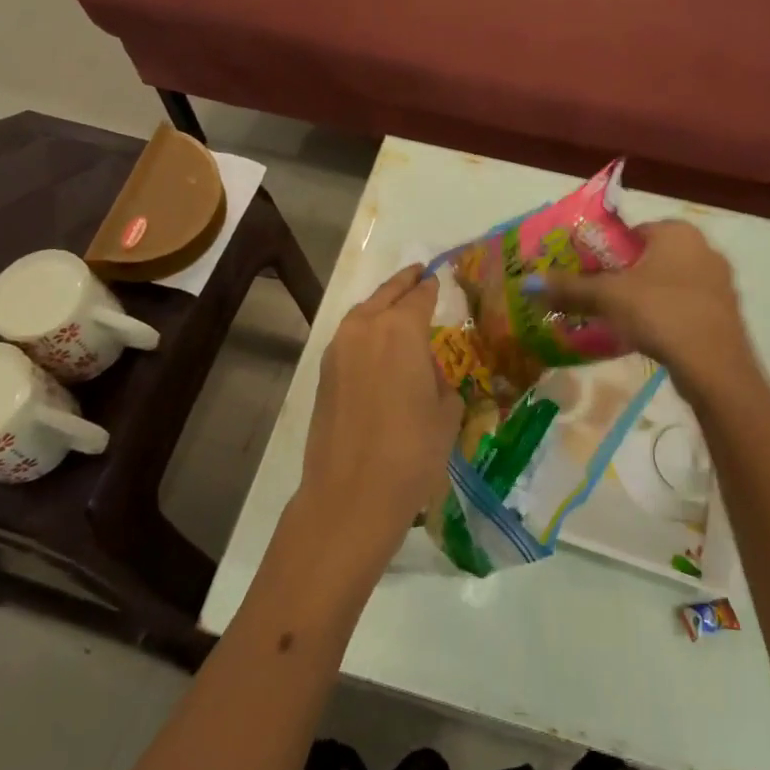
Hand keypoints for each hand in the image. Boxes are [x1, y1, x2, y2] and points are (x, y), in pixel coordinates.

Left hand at [296, 265, 464, 569]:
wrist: (350, 495)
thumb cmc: (412, 452)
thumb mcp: (446, 413)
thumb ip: (441, 380)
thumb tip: (428, 374)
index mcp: (402, 328)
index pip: (421, 294)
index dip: (433, 286)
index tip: (440, 278)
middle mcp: (366, 327)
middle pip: (388, 293)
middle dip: (405, 283)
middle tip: (420, 275)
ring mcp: (339, 348)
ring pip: (364, 312)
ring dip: (382, 305)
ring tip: (398, 307)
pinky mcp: (324, 372)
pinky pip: (351, 337)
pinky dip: (366, 330)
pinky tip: (378, 345)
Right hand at [533, 220, 757, 399]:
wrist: (715, 366)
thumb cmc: (660, 313)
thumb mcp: (607, 297)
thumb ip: (569, 288)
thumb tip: (529, 283)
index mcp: (677, 232)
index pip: (632, 232)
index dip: (606, 252)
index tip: (589, 275)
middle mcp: (703, 248)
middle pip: (650, 258)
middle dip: (625, 276)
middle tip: (599, 298)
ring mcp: (720, 282)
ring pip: (669, 283)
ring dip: (645, 298)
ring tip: (619, 320)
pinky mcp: (725, 314)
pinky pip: (686, 305)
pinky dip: (666, 316)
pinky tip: (649, 337)